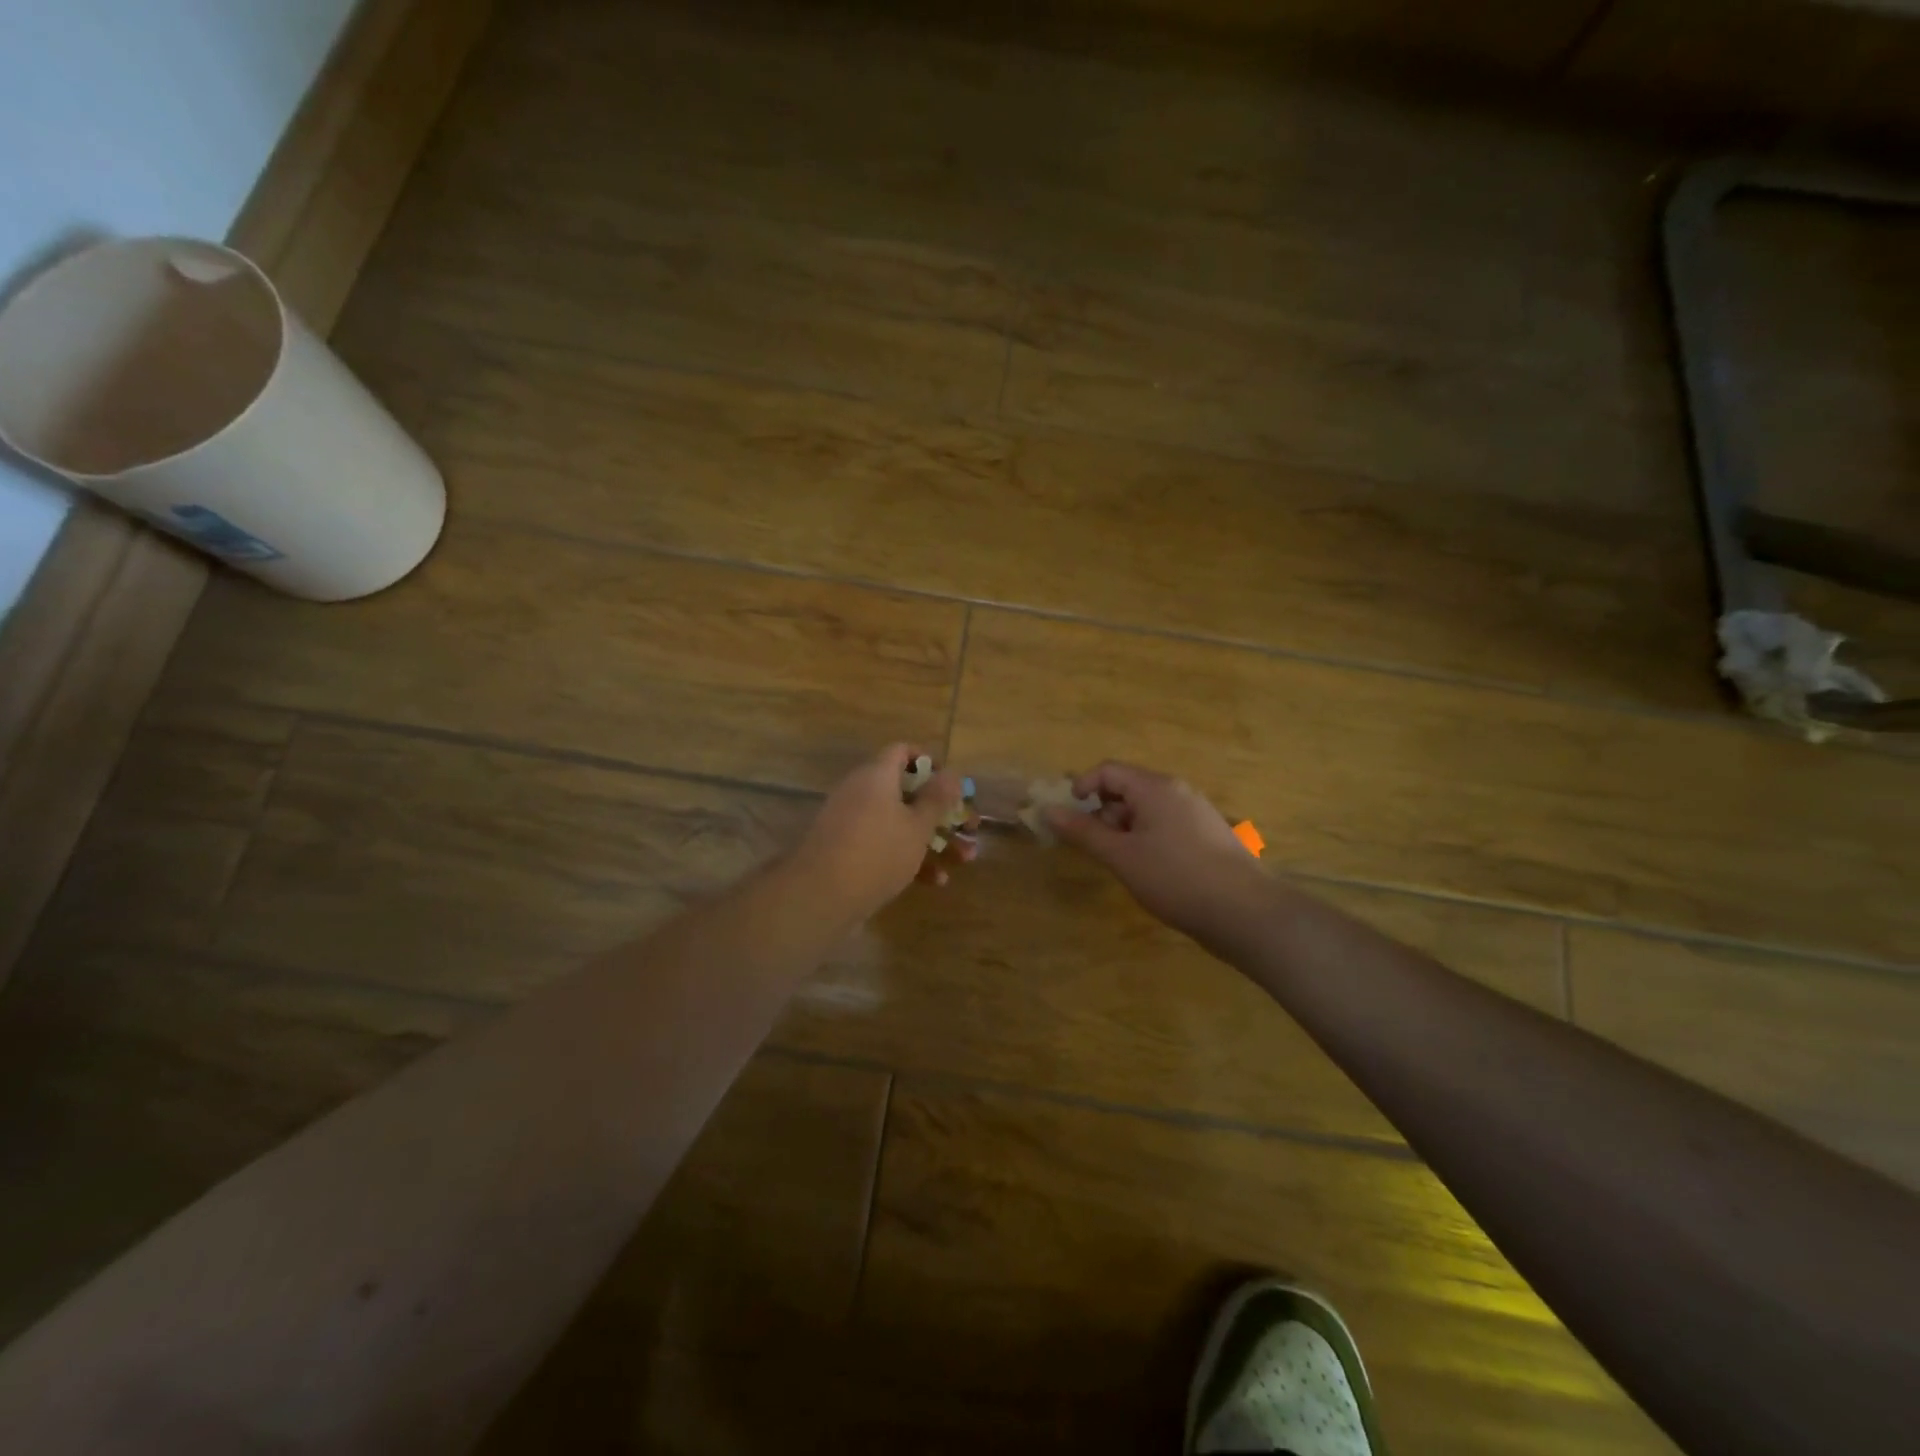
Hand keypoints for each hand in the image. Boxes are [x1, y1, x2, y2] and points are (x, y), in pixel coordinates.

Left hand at [790, 744, 965, 921]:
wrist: (820, 896)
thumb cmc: (878, 852)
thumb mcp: (917, 826)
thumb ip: (937, 799)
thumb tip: (952, 773)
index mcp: (876, 776)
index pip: (902, 752)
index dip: (929, 762)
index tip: (951, 784)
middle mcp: (861, 792)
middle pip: (906, 791)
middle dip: (941, 811)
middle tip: (969, 827)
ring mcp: (852, 822)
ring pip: (899, 822)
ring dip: (932, 838)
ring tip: (964, 859)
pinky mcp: (847, 850)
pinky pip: (884, 844)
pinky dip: (908, 856)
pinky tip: (935, 881)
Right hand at [1046, 761, 1269, 941]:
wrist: (1247, 913)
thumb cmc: (1176, 878)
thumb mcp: (1121, 856)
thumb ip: (1083, 832)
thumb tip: (1048, 810)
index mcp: (1156, 787)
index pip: (1108, 770)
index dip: (1082, 787)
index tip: (1070, 818)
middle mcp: (1178, 791)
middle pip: (1128, 789)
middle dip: (1104, 814)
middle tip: (1098, 850)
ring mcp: (1197, 813)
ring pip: (1147, 811)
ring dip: (1125, 831)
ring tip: (1124, 866)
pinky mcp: (1208, 837)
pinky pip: (1166, 826)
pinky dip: (1147, 841)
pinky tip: (1151, 873)